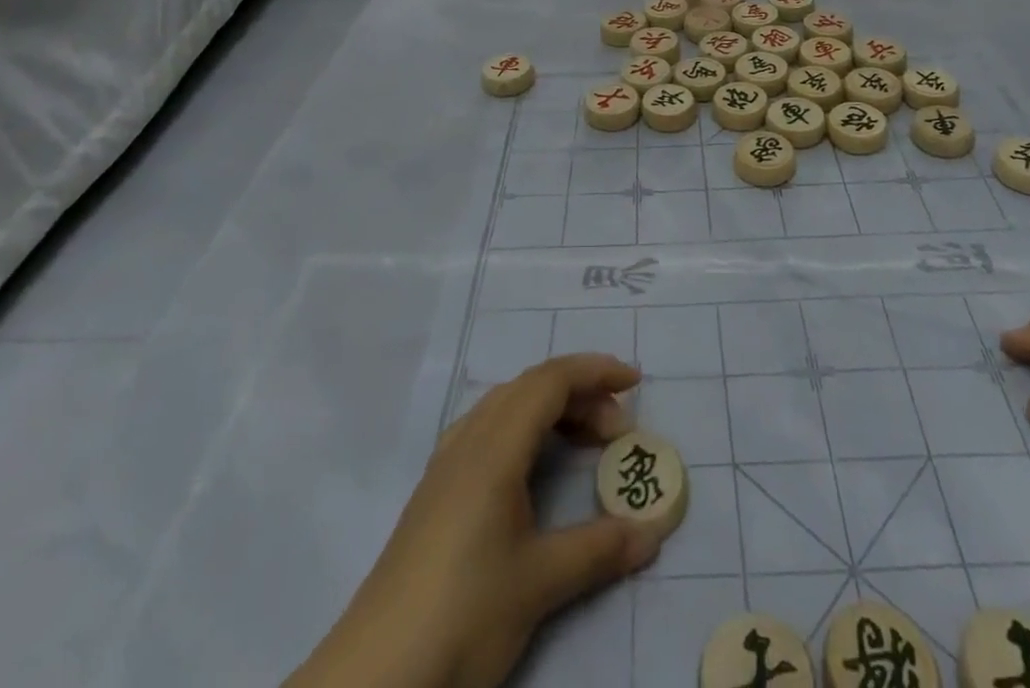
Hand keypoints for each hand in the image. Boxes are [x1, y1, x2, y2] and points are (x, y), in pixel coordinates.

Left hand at [288, 354, 658, 687]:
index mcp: (494, 446)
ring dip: (550, 410)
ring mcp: (446, 464)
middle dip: (580, 393)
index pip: (550, 381)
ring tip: (584, 444)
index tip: (635, 383)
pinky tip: (531, 469)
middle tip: (617, 430)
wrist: (376, 672)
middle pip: (530, 388)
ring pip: (506, 407)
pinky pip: (487, 431)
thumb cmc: (464, 612)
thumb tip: (652, 531)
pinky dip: (524, 430)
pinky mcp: (435, 492)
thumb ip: (599, 549)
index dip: (595, 371)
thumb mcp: (539, 583)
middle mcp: (469, 440)